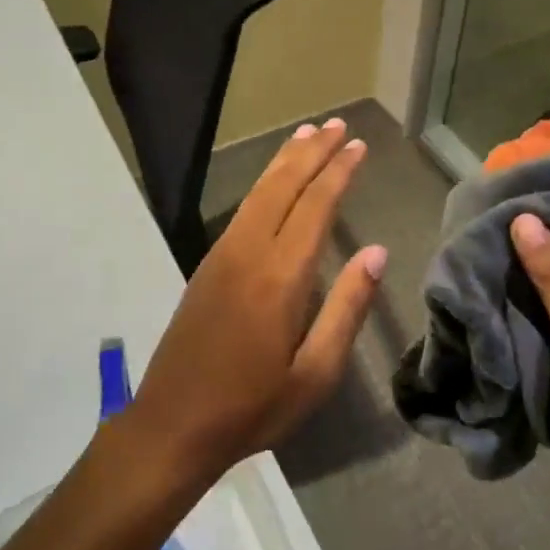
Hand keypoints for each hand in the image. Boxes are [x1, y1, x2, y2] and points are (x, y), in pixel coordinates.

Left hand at [125, 117, 387, 489]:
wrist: (173, 424)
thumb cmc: (252, 407)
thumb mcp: (315, 374)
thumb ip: (346, 309)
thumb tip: (376, 253)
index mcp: (280, 278)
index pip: (315, 207)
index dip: (339, 173)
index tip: (358, 146)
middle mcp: (248, 252)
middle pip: (283, 186)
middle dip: (312, 152)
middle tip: (337, 125)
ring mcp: (222, 255)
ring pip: (258, 192)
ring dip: (284, 160)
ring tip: (308, 134)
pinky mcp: (207, 265)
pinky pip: (243, 209)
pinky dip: (264, 183)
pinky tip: (274, 181)